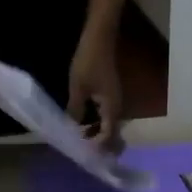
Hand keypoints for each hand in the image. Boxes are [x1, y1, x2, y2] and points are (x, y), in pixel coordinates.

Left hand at [67, 26, 123, 146]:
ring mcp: (116, 100)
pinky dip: (98, 123)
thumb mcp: (78, 88)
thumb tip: (73, 127)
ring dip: (99, 134)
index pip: (108, 136)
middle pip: (113, 134)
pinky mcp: (111, 94)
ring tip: (83, 140)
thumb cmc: (89, 61)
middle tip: (86, 152)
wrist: (100, 36)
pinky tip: (86, 123)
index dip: (98, 147)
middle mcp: (118, 108)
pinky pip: (107, 115)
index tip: (86, 155)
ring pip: (110, 125)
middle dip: (101, 145)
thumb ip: (76, 110)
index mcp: (112, 109)